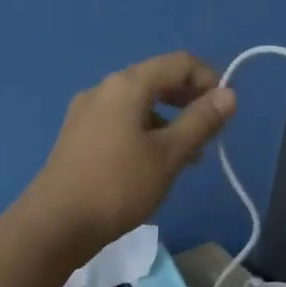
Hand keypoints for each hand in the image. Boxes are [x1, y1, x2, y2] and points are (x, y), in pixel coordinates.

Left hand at [24, 52, 236, 253]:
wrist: (56, 224)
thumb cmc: (118, 186)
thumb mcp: (169, 155)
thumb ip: (201, 121)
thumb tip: (229, 94)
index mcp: (126, 85)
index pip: (178, 63)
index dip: (209, 79)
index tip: (225, 111)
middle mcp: (103, 89)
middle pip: (156, 79)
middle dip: (188, 100)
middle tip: (210, 132)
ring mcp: (86, 113)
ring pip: (138, 104)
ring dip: (169, 120)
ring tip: (189, 155)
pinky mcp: (78, 136)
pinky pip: (121, 122)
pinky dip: (145, 132)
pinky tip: (155, 163)